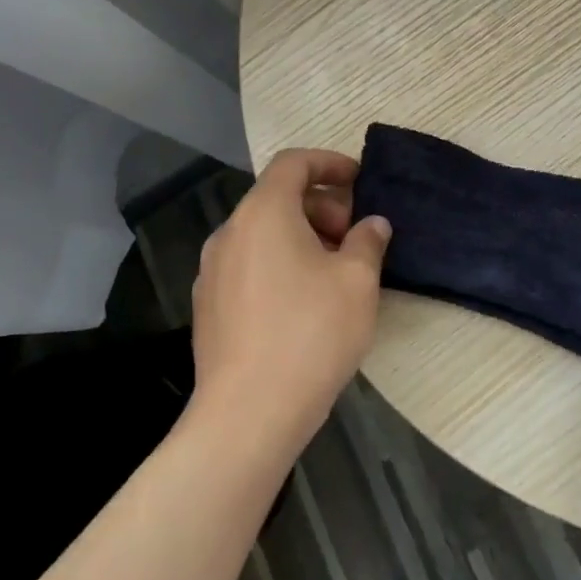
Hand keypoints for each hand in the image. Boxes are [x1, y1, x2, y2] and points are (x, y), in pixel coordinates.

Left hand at [190, 149, 390, 454]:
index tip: (360, 181)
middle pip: (277, 197)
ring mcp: (212, 271)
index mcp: (263, 212)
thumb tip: (372, 224)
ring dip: (302, 237)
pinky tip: (304, 303)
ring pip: (263, 233)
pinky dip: (279, 264)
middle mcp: (230, 232)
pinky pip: (249, 265)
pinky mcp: (208, 307)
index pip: (293, 163)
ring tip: (335, 271)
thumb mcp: (358, 281)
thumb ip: (368, 241)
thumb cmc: (310, 334)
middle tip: (355, 237)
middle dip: (322, 206)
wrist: (247, 416)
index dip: (329, 163)